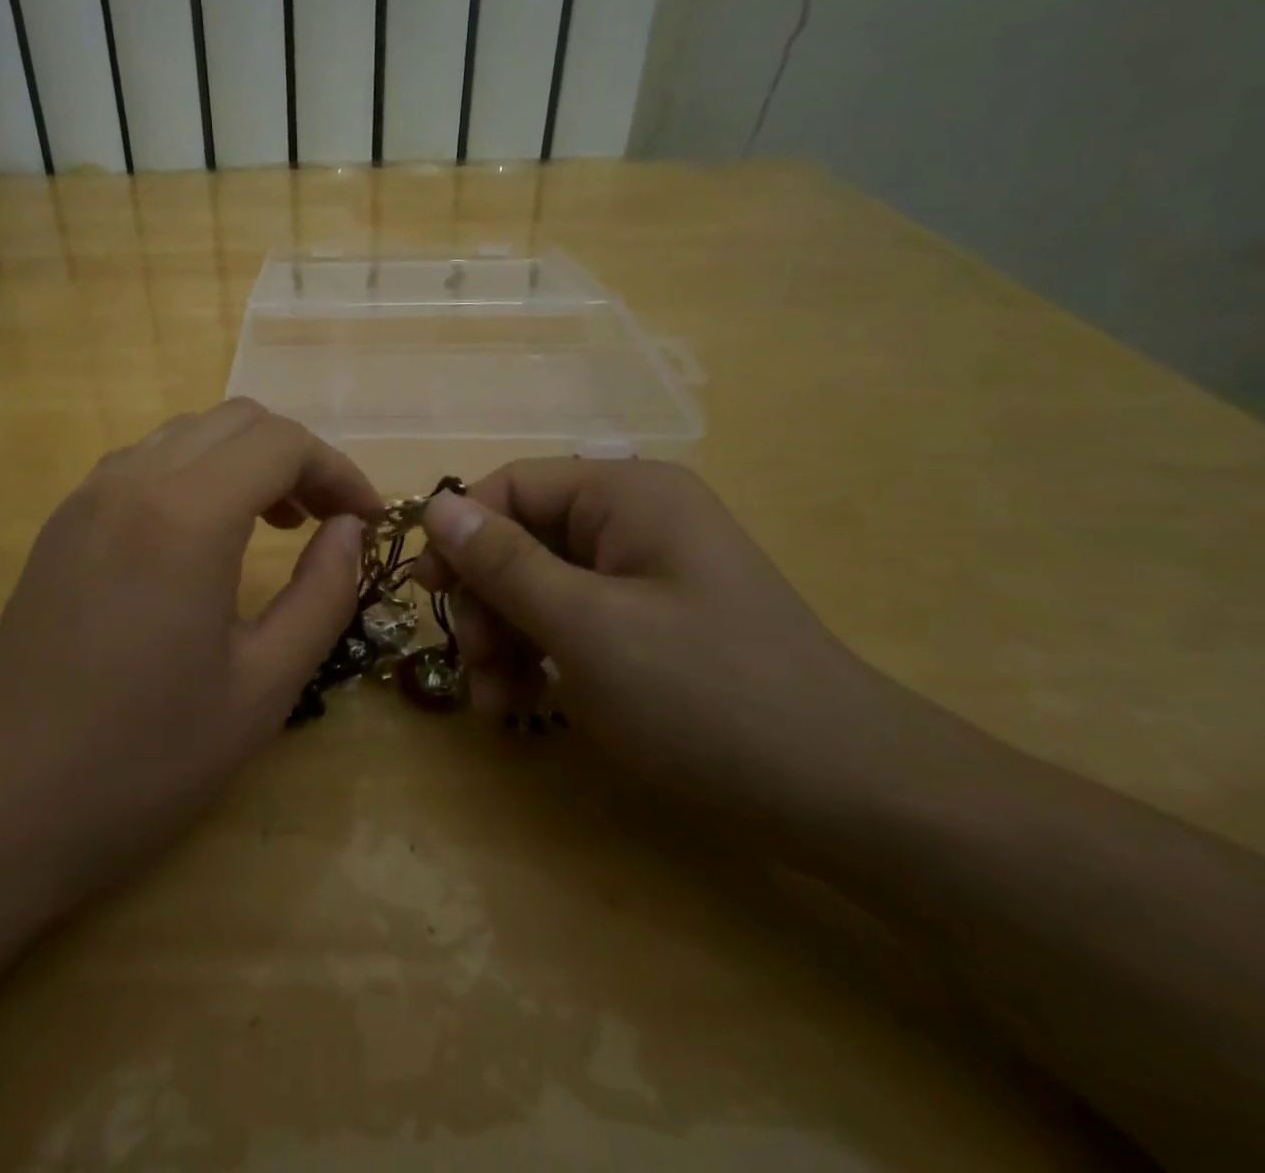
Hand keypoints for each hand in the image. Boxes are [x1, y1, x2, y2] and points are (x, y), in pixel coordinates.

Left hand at [0, 401, 380, 910]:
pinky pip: (144, 464)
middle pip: (236, 421)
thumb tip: (350, 530)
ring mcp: (86, 498)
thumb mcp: (264, 686)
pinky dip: (196, 475)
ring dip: (243, 461)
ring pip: (187, 434)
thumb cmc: (144, 758)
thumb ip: (323, 594)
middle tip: (326, 521)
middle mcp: (130, 482)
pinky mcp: (61, 524)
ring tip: (273, 525)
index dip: (338, 471)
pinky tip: (205, 538)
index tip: (367, 520)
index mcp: (184, 516)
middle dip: (296, 457)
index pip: (282, 443)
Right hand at [415, 459, 966, 830]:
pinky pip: (576, 620)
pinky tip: (529, 704)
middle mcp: (637, 519)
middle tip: (474, 668)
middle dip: (488, 602)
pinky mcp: (656, 621)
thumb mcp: (586, 627)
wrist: (851, 795)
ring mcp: (649, 573)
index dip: (461, 534)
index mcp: (627, 494)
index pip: (513, 486)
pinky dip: (544, 657)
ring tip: (496, 704)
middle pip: (524, 538)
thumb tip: (435, 505)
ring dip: (508, 638)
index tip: (429, 595)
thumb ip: (504, 563)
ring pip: (543, 586)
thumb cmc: (706, 696)